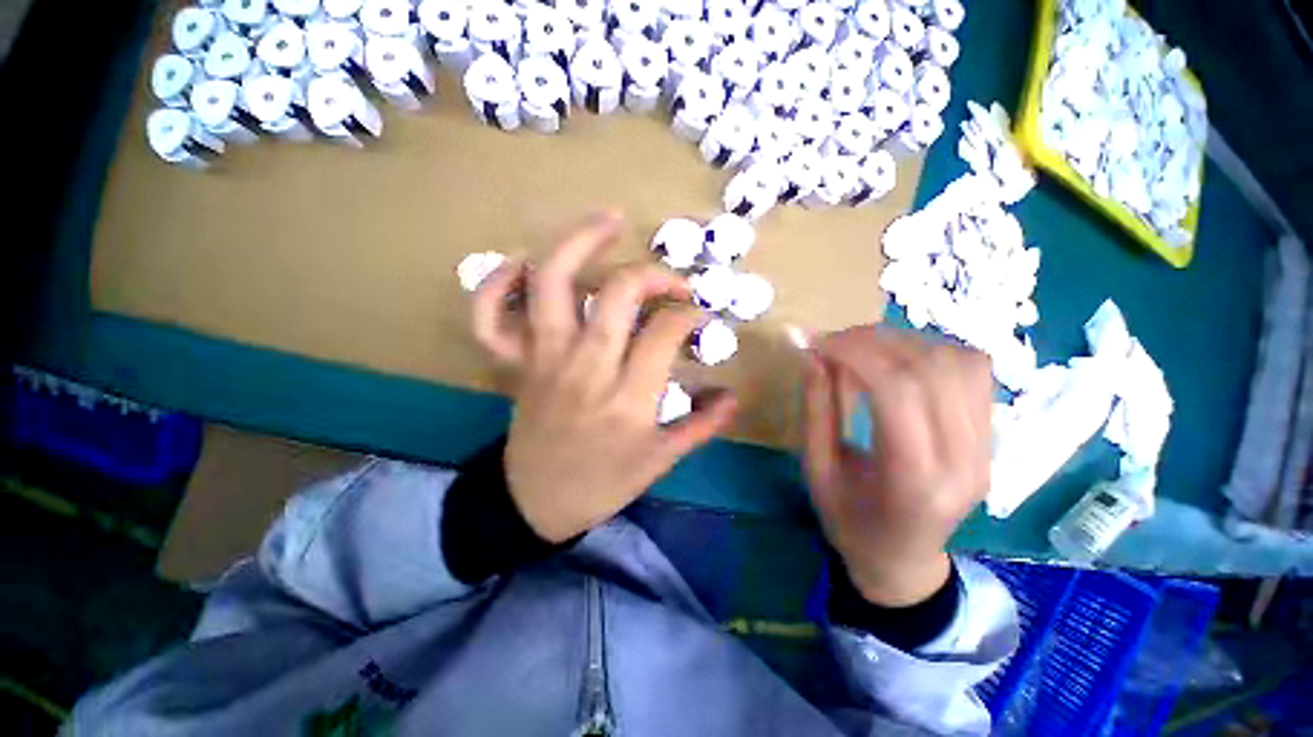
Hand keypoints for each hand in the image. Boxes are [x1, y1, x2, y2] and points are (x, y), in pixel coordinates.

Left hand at [470, 212, 737, 542]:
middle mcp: (584, 367)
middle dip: (653, 275)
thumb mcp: (659, 462)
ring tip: (610, 221)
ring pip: (552, 282)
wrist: (536, 502)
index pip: (664, 332)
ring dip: (580, 242)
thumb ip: (700, 426)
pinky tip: (528, 263)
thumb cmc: (603, 483)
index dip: (689, 315)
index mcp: (626, 398)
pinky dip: (499, 280)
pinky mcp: (516, 361)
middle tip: (673, 283)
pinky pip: (490, 314)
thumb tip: (734, 396)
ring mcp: (543, 358)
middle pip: (617, 293)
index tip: (699, 318)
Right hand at [804, 326, 990, 606]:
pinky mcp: (991, 436)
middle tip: (835, 341)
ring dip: (904, 342)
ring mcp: (987, 447)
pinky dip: (933, 351)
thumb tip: (814, 356)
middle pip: (931, 370)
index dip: (857, 353)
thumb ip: (816, 411)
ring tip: (864, 347)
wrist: (902, 559)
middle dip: (875, 341)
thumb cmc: (850, 522)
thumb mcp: (817, 471)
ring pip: (960, 363)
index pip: (898, 392)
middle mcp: (964, 461)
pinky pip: (974, 371)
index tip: (820, 343)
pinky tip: (900, 359)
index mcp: (913, 481)